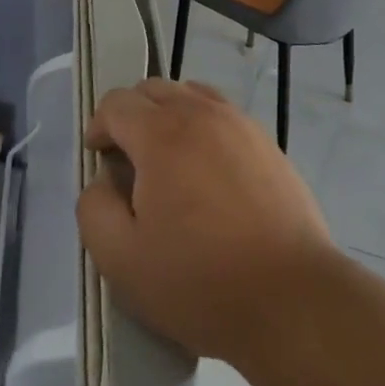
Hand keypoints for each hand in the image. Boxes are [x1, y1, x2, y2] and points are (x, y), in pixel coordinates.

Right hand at [76, 78, 333, 363]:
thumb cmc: (199, 281)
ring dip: (168, 116)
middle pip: (153, 89)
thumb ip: (95, 210)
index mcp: (161, 133)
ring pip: (190, 94)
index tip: (99, 158)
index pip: (117, 102)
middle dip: (132, 115)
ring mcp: (238, 121)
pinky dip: (202, 125)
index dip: (99, 125)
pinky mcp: (265, 139)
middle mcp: (200, 112)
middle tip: (129, 161)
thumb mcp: (123, 261)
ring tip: (168, 163)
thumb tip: (102, 179)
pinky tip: (206, 170)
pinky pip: (221, 113)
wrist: (290, 296)